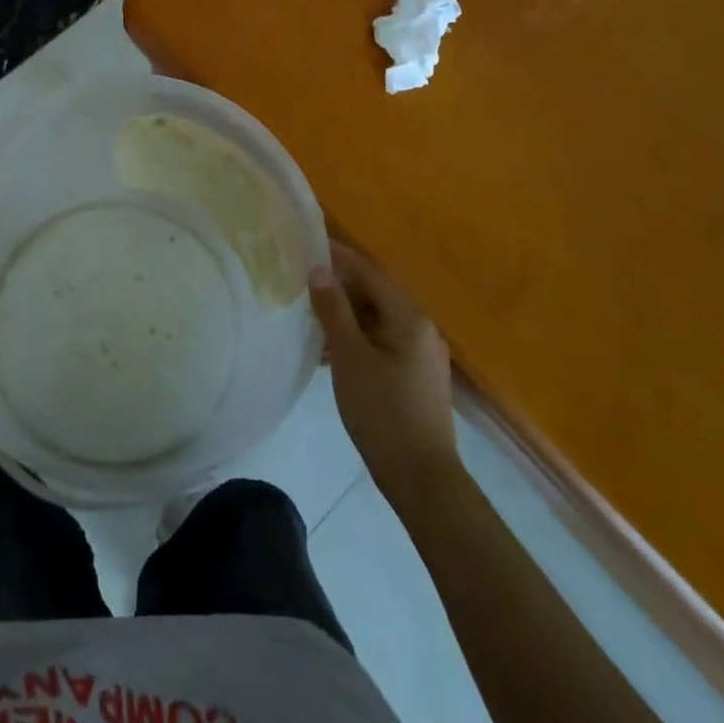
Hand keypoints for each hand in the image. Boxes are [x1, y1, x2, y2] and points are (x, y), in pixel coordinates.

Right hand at [310, 242, 460, 507]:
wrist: (421, 478)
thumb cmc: (382, 412)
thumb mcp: (350, 357)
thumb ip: (333, 309)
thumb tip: (319, 269)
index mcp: (409, 317)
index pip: (369, 272)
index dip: (338, 257)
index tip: (308, 244)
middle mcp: (422, 328)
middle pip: (375, 294)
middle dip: (339, 288)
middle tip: (302, 285)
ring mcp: (422, 354)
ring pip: (377, 320)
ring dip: (345, 316)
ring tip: (310, 319)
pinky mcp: (416, 376)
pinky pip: (383, 342)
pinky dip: (357, 339)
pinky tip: (330, 353)